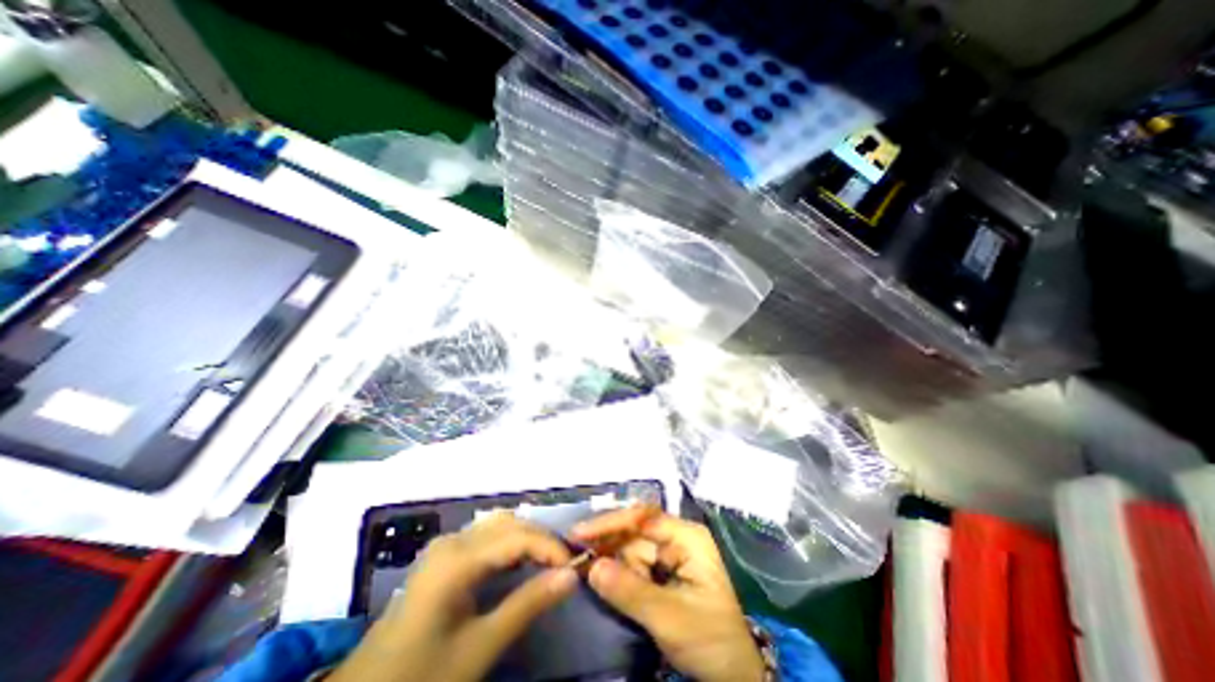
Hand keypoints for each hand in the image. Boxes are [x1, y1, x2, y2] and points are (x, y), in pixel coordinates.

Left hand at [330, 515, 581, 677]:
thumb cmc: (421, 676)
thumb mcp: (479, 647)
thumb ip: (527, 605)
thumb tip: (571, 576)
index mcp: (457, 558)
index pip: (518, 536)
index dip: (551, 548)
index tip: (575, 567)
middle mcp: (453, 540)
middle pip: (510, 523)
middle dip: (542, 539)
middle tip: (566, 564)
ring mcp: (446, 545)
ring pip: (499, 524)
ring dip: (528, 538)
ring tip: (549, 561)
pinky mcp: (445, 555)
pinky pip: (487, 536)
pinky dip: (511, 543)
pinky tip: (522, 562)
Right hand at [569, 507, 755, 681]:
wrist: (731, 676)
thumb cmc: (710, 640)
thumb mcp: (670, 617)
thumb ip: (630, 591)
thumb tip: (592, 567)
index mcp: (687, 537)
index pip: (644, 518)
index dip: (611, 522)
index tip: (580, 533)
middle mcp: (675, 538)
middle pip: (632, 531)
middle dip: (605, 541)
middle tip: (571, 551)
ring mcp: (668, 554)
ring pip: (628, 547)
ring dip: (606, 557)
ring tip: (579, 564)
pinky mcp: (660, 571)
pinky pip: (631, 564)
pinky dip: (613, 570)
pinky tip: (596, 574)